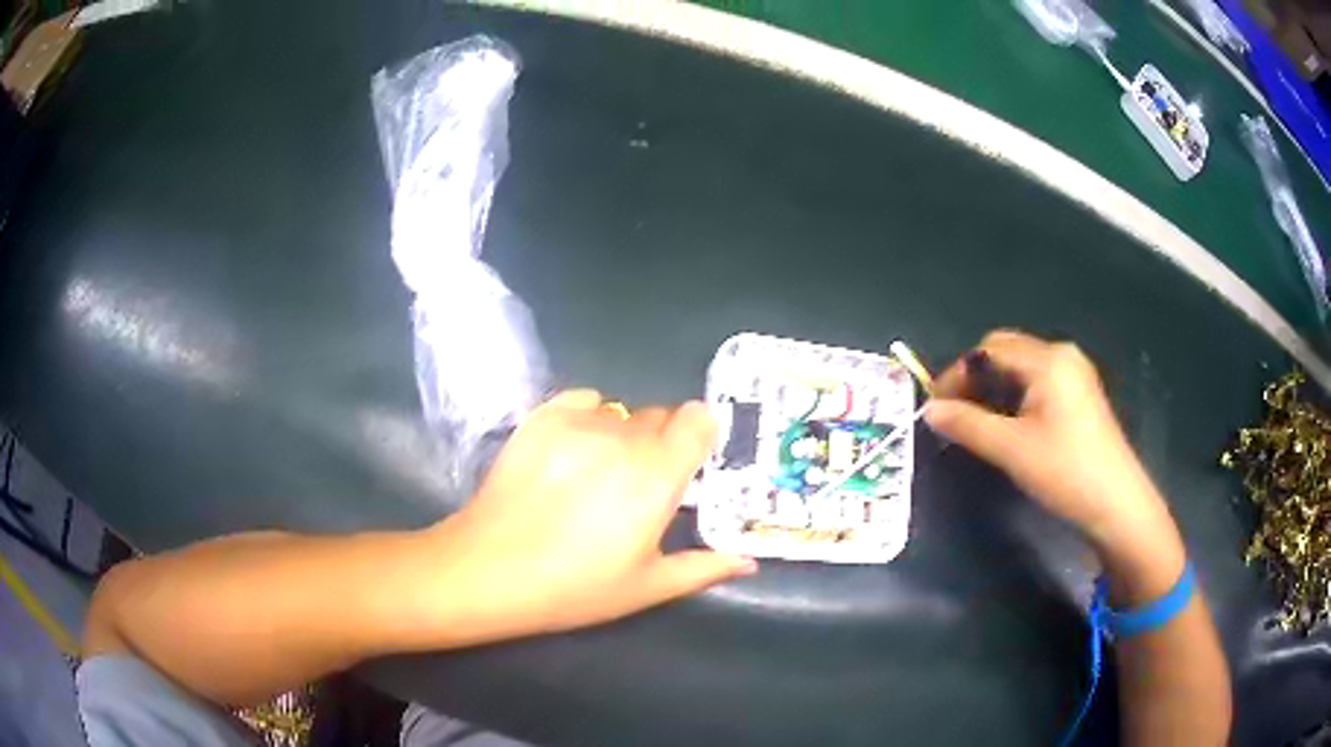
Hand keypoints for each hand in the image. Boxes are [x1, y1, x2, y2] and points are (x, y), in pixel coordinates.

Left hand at [420, 390, 755, 646]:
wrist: (490, 569)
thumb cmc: (575, 587)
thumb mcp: (646, 587)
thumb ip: (703, 567)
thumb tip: (747, 561)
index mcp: (657, 476)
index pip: (697, 419)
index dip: (699, 436)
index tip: (690, 464)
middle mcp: (623, 437)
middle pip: (659, 417)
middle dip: (659, 444)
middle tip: (637, 485)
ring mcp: (578, 422)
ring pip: (621, 412)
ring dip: (621, 434)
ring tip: (596, 474)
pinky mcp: (541, 418)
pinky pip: (583, 400)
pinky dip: (587, 417)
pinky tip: (571, 452)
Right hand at [924, 331, 1182, 597]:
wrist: (1117, 504)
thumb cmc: (1065, 471)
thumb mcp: (1011, 449)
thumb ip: (968, 425)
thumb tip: (929, 411)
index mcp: (1048, 359)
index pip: (989, 349)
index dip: (957, 374)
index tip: (936, 407)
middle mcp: (1062, 355)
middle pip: (1006, 352)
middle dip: (975, 378)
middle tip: (953, 414)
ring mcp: (1075, 375)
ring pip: (1022, 369)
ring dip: (994, 389)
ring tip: (976, 423)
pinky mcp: (1080, 396)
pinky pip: (1038, 383)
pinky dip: (1015, 397)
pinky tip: (1008, 426)